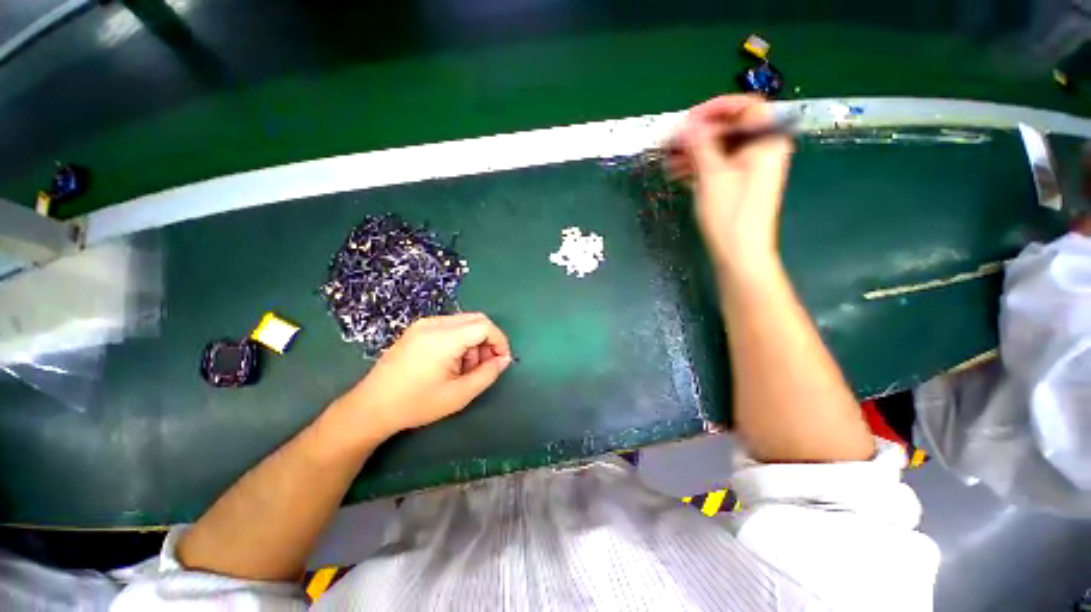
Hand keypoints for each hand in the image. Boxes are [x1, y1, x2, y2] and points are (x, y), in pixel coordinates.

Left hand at [334, 313, 511, 439]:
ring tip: (464, 369)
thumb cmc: (417, 403)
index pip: (485, 326)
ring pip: (464, 322)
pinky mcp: (417, 329)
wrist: (371, 407)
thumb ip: (487, 374)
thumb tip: (504, 359)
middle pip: (476, 320)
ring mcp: (423, 324)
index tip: (501, 361)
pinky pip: (449, 327)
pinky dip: (459, 340)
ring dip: (473, 341)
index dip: (500, 341)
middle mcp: (434, 324)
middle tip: (483, 366)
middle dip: (487, 341)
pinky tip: (450, 362)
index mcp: (444, 338)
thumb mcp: (459, 394)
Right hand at [667, 95, 793, 266]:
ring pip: (719, 149)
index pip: (745, 107)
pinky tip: (676, 173)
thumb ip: (700, 145)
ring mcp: (748, 169)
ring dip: (693, 151)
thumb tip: (686, 124)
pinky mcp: (736, 186)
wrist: (739, 254)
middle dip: (698, 133)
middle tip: (671, 142)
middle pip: (729, 129)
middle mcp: (760, 150)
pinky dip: (698, 167)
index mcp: (765, 141)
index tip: (688, 120)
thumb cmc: (729, 214)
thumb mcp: (712, 175)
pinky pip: (717, 167)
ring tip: (667, 160)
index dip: (715, 109)